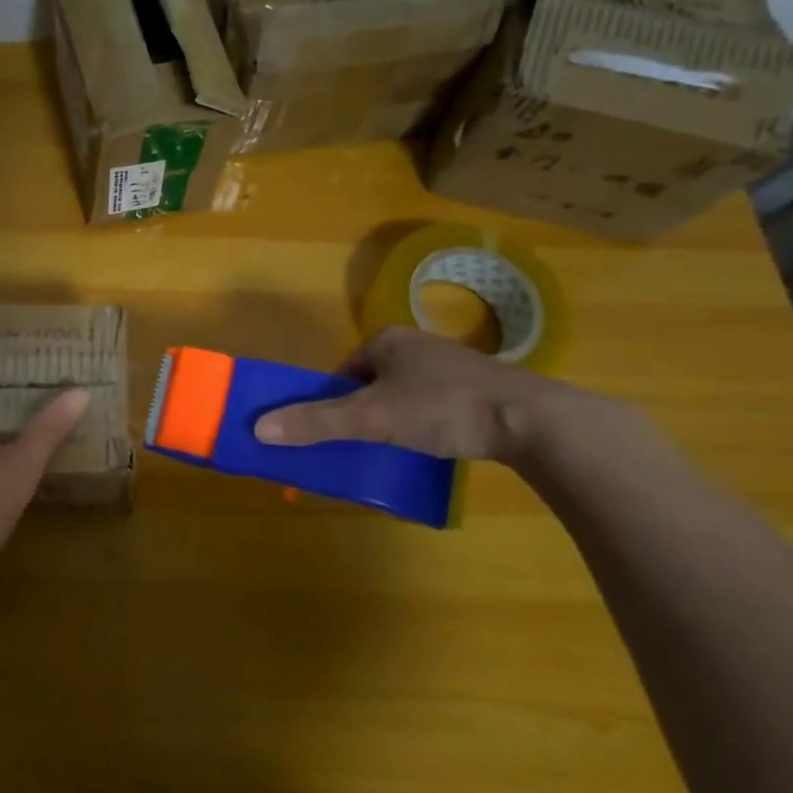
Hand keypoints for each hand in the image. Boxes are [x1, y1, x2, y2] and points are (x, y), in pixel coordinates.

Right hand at [252, 325, 590, 464]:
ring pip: (403, 398)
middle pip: (371, 386)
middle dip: (363, 415)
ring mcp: (451, 368)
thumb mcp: (373, 417)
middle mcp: (417, 346)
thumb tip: (258, 427)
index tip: (335, 432)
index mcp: (388, 340)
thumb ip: (317, 422)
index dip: (332, 402)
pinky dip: (425, 428)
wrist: (534, 421)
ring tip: (395, 453)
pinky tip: (432, 449)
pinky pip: (434, 409)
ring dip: (394, 424)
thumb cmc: (443, 407)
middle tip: (362, 447)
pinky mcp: (479, 392)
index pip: (343, 372)